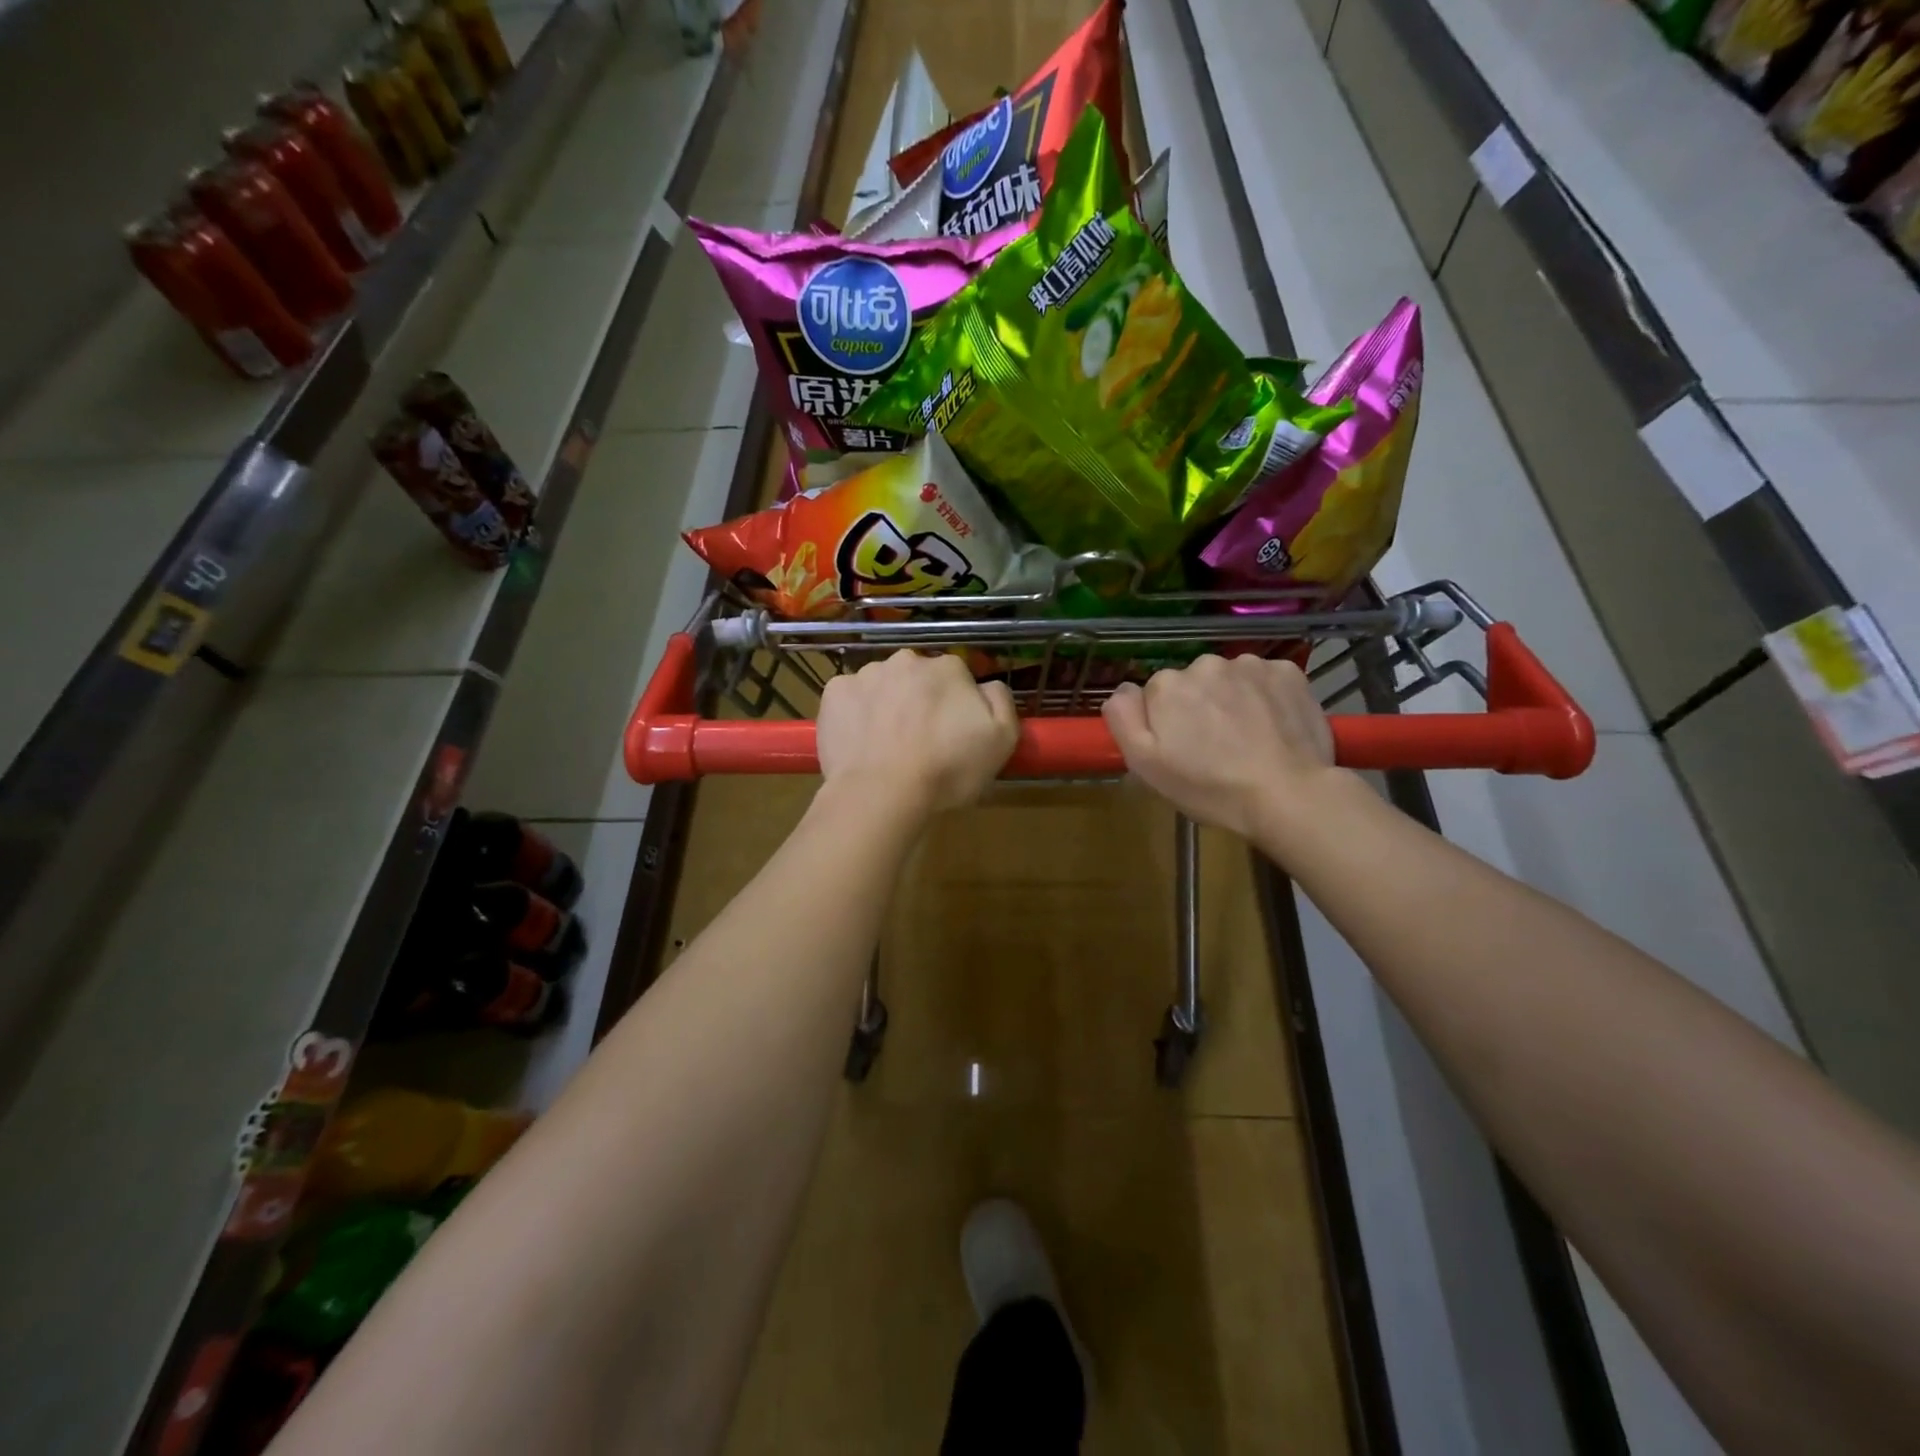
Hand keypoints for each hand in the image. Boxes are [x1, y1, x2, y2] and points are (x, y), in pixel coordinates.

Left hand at [817, 651, 1018, 816]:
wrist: (881, 793)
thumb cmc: (947, 769)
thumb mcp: (1002, 740)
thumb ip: (1000, 701)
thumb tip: (987, 686)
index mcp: (947, 667)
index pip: (957, 679)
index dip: (956, 707)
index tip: (951, 735)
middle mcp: (906, 660)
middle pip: (917, 678)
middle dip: (919, 701)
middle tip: (919, 741)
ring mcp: (865, 674)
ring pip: (882, 686)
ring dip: (886, 705)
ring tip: (886, 746)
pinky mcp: (834, 693)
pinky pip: (850, 698)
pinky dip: (855, 714)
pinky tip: (861, 742)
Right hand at [1103, 654, 1338, 840]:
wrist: (1288, 794)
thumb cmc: (1209, 786)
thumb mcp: (1146, 765)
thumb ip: (1123, 720)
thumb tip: (1121, 690)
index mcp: (1167, 685)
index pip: (1156, 696)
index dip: (1166, 723)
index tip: (1182, 750)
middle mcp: (1205, 664)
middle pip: (1193, 684)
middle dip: (1199, 707)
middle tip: (1215, 748)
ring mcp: (1250, 665)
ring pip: (1230, 679)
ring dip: (1232, 700)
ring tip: (1247, 738)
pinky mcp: (1288, 672)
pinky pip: (1265, 679)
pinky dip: (1266, 696)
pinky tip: (1272, 726)